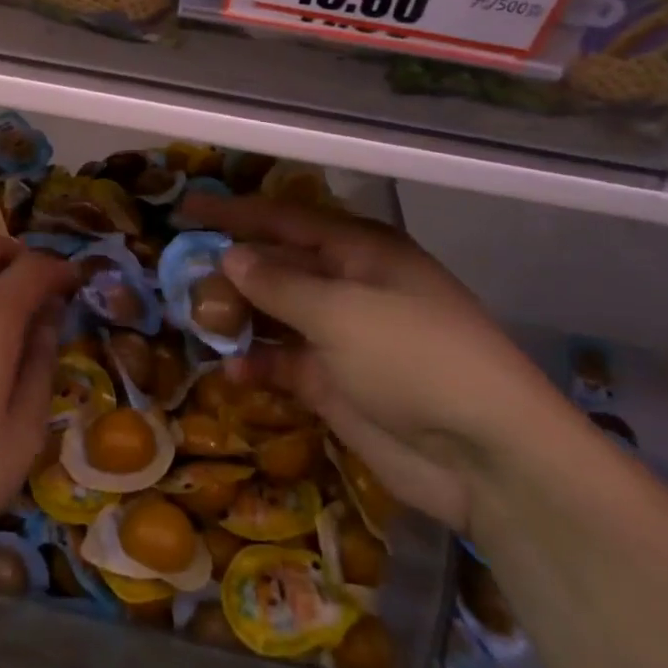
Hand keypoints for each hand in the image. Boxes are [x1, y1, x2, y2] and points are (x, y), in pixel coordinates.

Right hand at [180, 191, 573, 534]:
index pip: (284, 218)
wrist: (486, 457)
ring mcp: (341, 335)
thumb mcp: (341, 312)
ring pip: (274, 314)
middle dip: (230, 270)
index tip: (186, 210)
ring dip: (238, 318)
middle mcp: (347, 284)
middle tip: (180, 279)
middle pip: (276, 265)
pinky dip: (258, 364)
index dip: (233, 213)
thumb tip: (230, 255)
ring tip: (196, 323)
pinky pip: (284, 362)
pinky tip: (231, 373)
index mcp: (358, 250)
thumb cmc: (415, 358)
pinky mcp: (335, 382)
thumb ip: (278, 283)